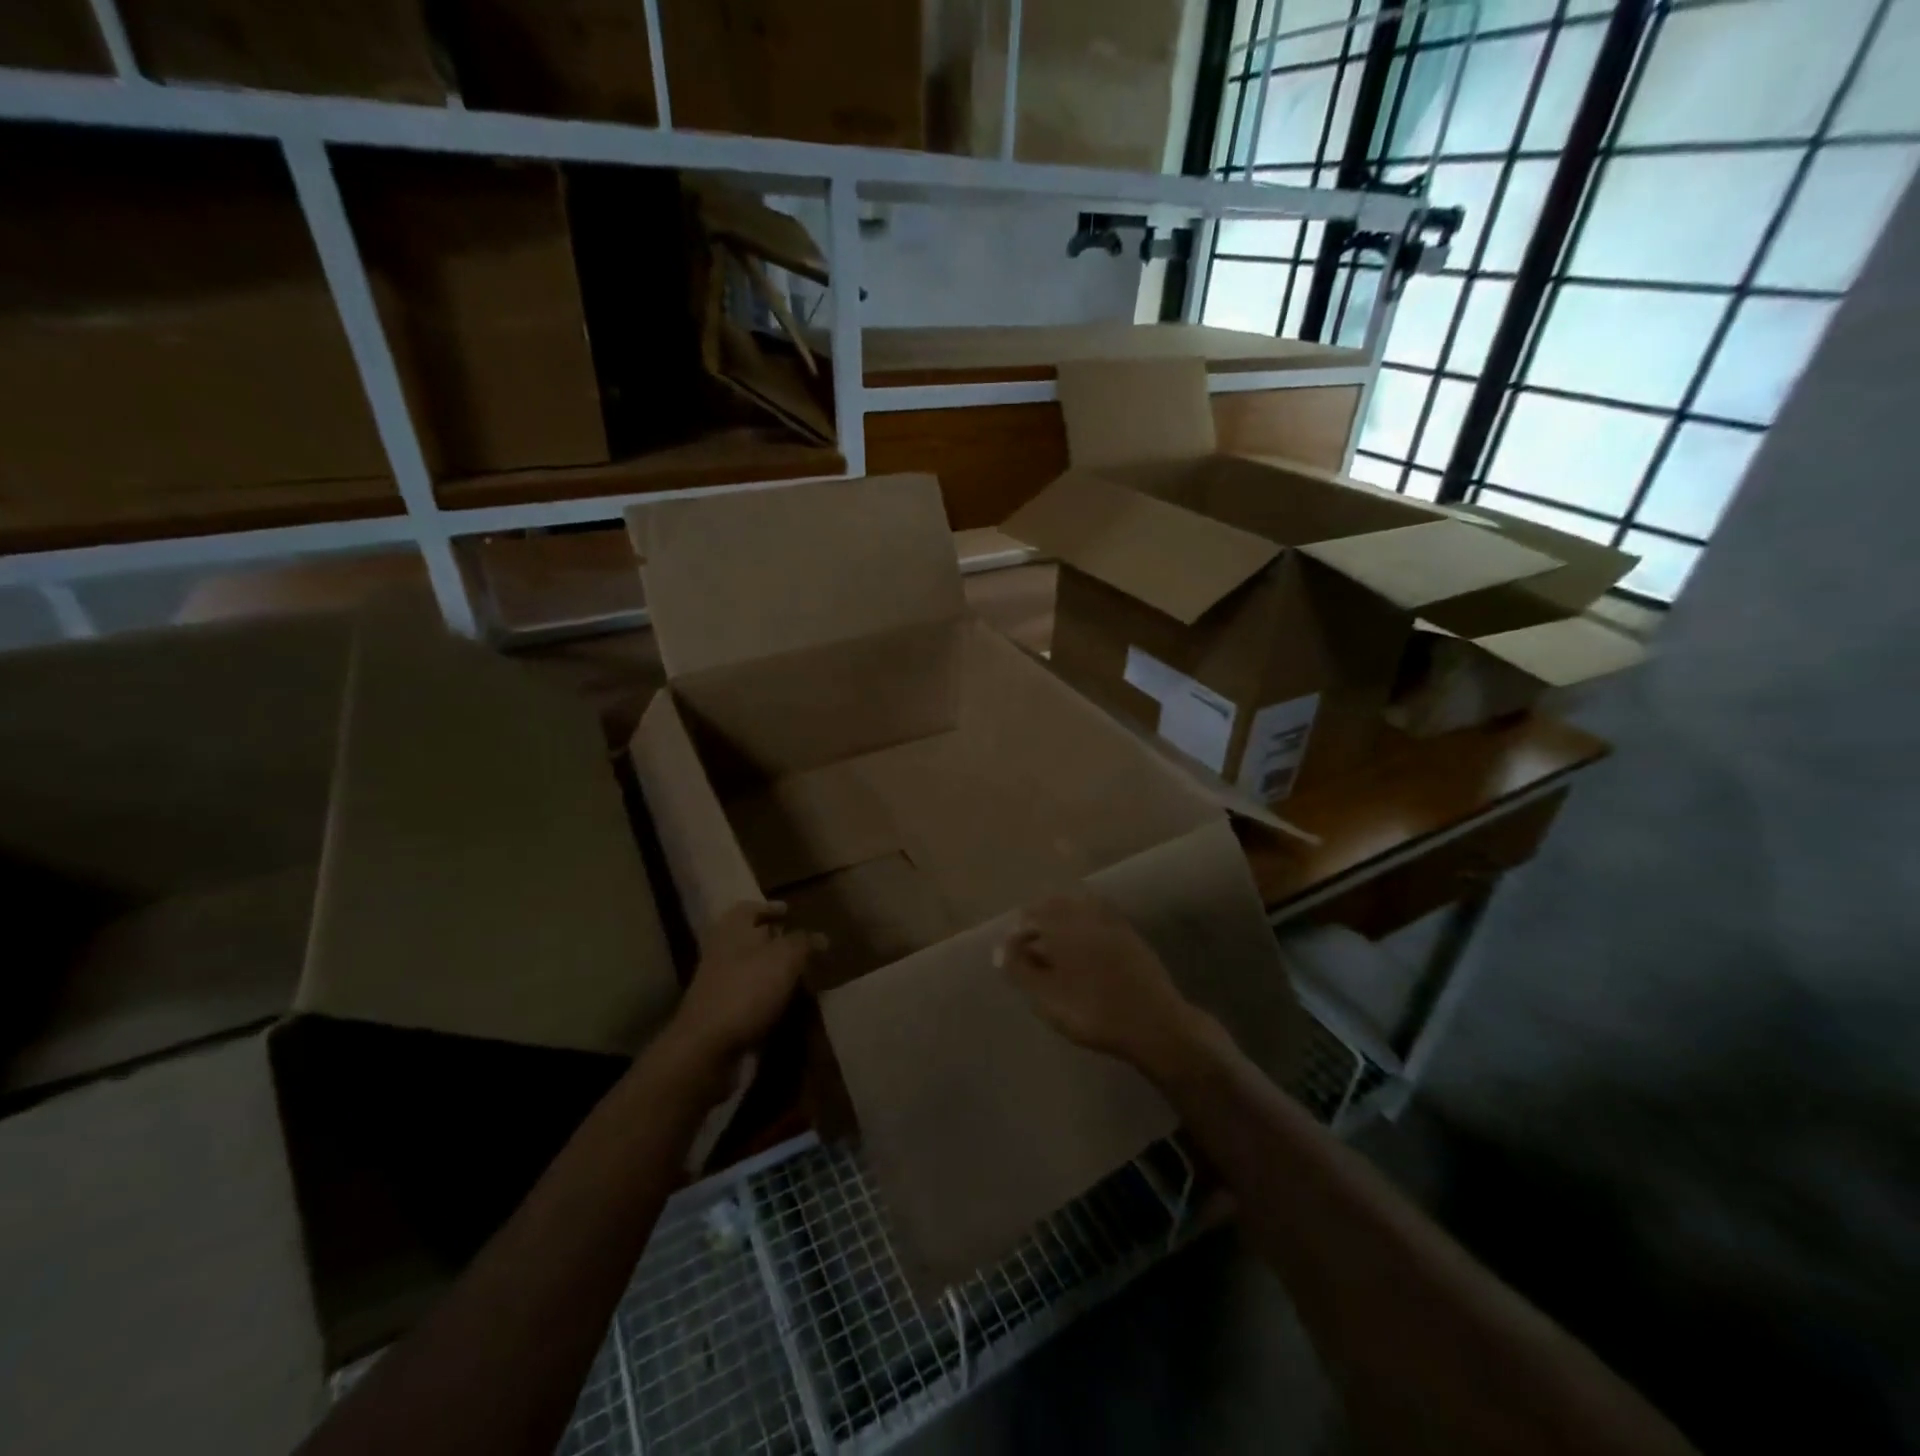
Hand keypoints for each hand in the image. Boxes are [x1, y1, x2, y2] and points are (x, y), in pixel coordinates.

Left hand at [660, 902, 824, 1083]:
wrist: (706, 1046)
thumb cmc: (747, 990)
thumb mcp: (785, 958)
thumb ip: (804, 943)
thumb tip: (821, 937)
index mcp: (732, 930)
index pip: (749, 908)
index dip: (769, 908)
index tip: (790, 912)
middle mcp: (721, 952)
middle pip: (749, 939)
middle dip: (775, 941)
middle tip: (802, 947)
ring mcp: (718, 984)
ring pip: (750, 969)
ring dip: (773, 972)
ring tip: (802, 978)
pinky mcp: (720, 1013)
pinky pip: (749, 996)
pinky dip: (767, 997)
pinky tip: (786, 1005)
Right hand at [998, 892, 1207, 1076]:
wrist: (1155, 1024)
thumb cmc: (1093, 1012)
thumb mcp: (1047, 997)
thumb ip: (1020, 970)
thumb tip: (1000, 949)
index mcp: (1063, 925)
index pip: (1030, 916)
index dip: (1016, 934)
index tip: (1010, 955)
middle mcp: (1086, 914)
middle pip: (1054, 906)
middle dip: (1038, 921)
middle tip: (1029, 949)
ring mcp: (1112, 922)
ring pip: (1077, 908)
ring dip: (1060, 920)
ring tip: (1053, 948)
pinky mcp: (1130, 934)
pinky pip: (1100, 917)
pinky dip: (1084, 924)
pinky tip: (1083, 948)